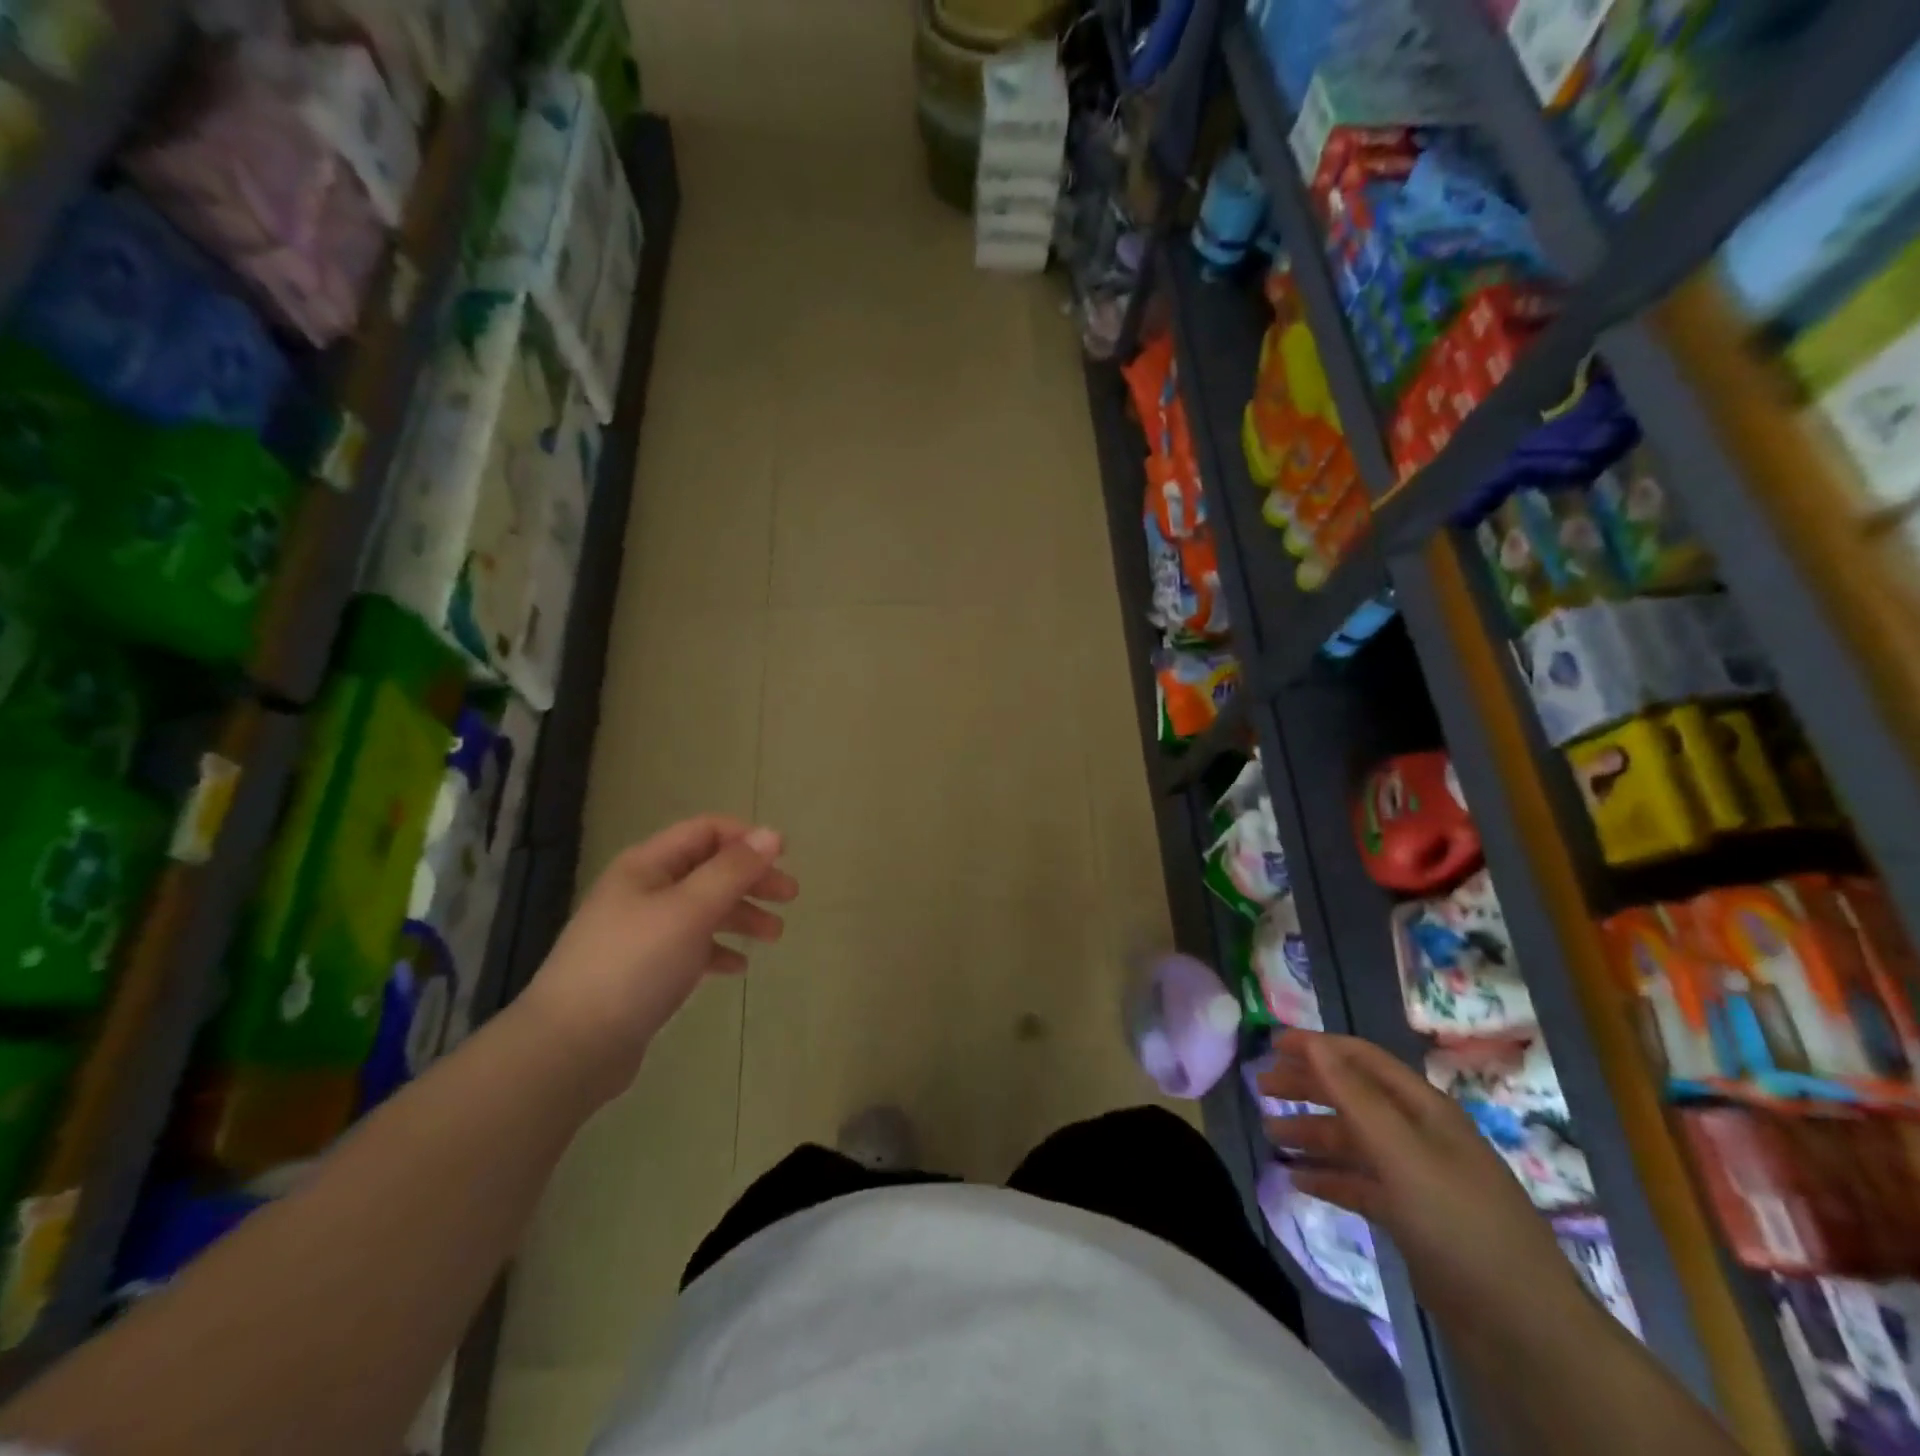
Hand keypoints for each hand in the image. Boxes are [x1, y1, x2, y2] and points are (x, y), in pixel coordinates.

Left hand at [518, 817, 798, 1100]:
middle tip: (790, 897)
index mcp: (647, 865)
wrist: (572, 1046)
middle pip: (709, 870)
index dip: (747, 838)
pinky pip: (691, 947)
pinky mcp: (643, 970)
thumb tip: (772, 835)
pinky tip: (738, 966)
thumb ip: (734, 870)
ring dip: (741, 915)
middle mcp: (643, 890)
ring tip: (775, 936)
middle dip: (751, 879)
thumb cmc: (635, 964)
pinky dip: (718, 949)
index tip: (785, 858)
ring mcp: (641, 932)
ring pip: (703, 909)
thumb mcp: (691, 909)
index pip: (706, 831)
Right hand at [1259, 1030, 1585, 1335]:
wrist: (1522, 1328)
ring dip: (1311, 1134)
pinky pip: (1359, 1184)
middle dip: (1307, 1087)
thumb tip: (1314, 1043)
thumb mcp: (1402, 1152)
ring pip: (1352, 1142)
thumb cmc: (1459, 1222)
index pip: (1362, 1059)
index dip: (1317, 1047)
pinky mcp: (1411, 1217)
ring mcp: (1416, 1177)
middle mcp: (1419, 1134)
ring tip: (1271, 1135)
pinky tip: (1297, 1180)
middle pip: (1353, 1096)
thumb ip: (1355, 1096)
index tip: (1271, 1045)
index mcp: (1424, 1109)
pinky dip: (1327, 1178)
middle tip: (1261, 1088)